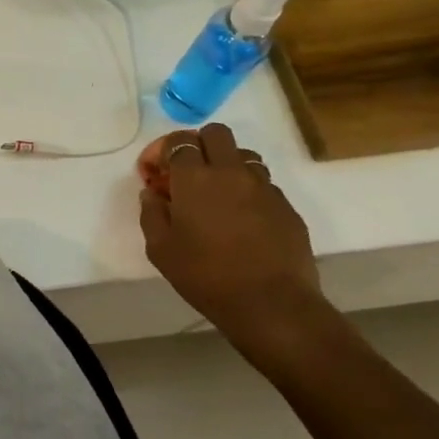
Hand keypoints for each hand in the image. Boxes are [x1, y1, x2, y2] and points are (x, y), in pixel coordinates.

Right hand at [137, 123, 328, 367]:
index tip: (154, 173)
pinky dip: (248, 191)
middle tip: (186, 174)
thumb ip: (151, 213)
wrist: (271, 305)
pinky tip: (241, 220)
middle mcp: (231, 172)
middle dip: (197, 145)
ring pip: (244, 156)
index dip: (162, 151)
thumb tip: (153, 194)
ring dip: (225, 165)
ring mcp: (264, 187)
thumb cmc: (206, 276)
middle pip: (216, 133)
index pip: (178, 141)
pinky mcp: (286, 207)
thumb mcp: (160, 249)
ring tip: (216, 195)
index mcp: (195, 178)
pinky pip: (263, 184)